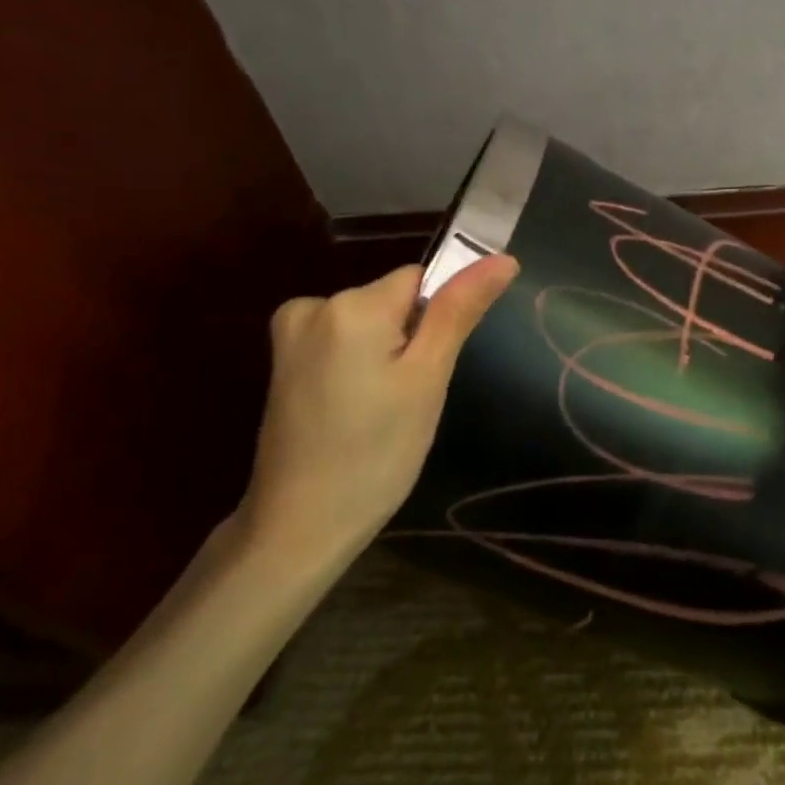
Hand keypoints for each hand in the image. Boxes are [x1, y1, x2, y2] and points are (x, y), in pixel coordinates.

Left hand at [239, 256, 518, 576]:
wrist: (299, 527)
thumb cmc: (376, 454)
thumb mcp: (428, 378)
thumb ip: (460, 310)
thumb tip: (503, 258)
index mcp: (351, 304)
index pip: (419, 280)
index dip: (435, 322)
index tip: (428, 371)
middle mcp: (313, 304)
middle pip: (392, 300)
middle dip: (409, 340)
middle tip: (407, 399)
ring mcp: (290, 332)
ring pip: (370, 322)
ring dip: (384, 355)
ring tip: (380, 411)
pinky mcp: (282, 359)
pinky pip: (342, 340)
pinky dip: (357, 365)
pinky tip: (353, 410)